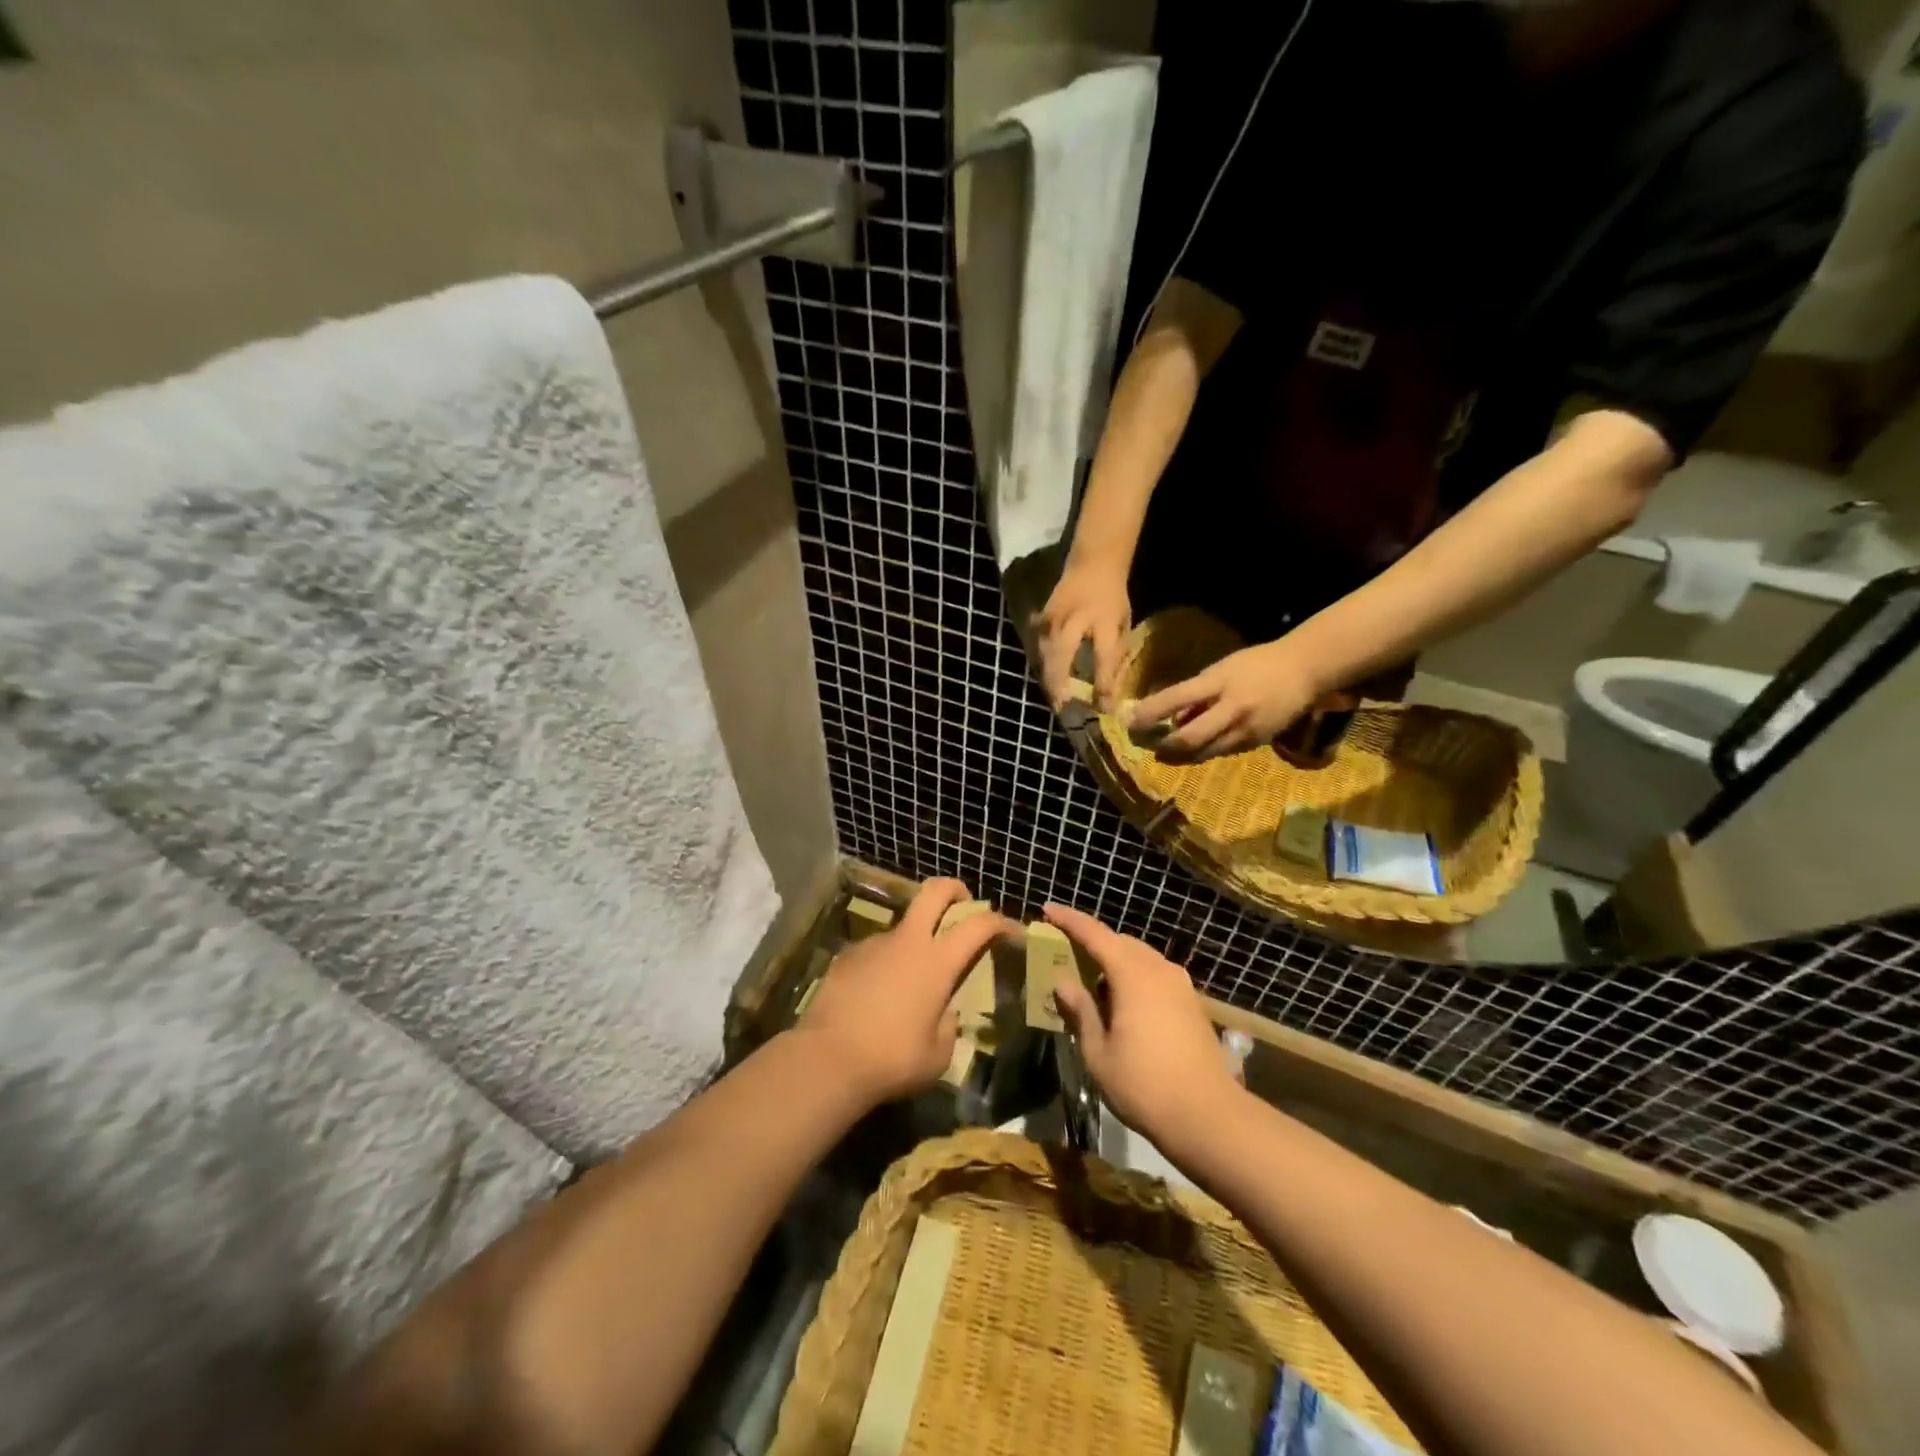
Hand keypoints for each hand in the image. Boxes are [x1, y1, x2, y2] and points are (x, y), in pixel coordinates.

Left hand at [799, 879, 1011, 1103]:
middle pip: (934, 891)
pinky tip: (877, 995)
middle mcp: (907, 942)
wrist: (827, 1060)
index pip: (978, 924)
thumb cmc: (892, 1060)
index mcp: (937, 962)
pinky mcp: (846, 957)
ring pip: (902, 926)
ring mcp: (873, 945)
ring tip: (910, 978)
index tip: (1012, 931)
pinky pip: (875, 951)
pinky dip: (885, 963)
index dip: (1000, 922)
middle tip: (962, 903)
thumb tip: (944, 1013)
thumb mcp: (938, 1055)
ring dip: (914, 939)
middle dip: (954, 889)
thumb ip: (948, 1026)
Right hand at [1036, 559, 1130, 710]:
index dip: (1103, 684)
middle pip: (1062, 657)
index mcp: (1104, 620)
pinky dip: (1042, 665)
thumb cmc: (1112, 599)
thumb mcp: (1123, 624)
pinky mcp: (1041, 620)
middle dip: (1061, 685)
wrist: (1091, 565)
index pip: (1103, 657)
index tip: (1104, 708)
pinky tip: (1047, 681)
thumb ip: (1115, 656)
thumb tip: (1110, 692)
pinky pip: (1039, 648)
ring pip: (1046, 655)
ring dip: (1049, 679)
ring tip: (1054, 701)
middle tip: (1063, 709)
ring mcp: (1054, 618)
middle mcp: (1075, 619)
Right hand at [1042, 903, 1240, 1145]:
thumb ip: (1080, 1010)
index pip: (1095, 935)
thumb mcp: (1098, 1052)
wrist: (1209, 1116)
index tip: (1048, 909)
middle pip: (1120, 942)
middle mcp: (1159, 969)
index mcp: (1132, 975)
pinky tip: (1123, 1004)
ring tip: (1094, 985)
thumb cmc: (1144, 1085)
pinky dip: (1134, 976)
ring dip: (1115, 961)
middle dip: (1093, 942)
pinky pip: (1156, 974)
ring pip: (1140, 957)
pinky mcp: (1192, 1003)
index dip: (1070, 920)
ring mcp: (1180, 985)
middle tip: (1067, 952)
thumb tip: (1063, 981)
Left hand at [1130, 639, 1320, 761]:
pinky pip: (1221, 753)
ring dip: (1179, 756)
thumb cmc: (1256, 664)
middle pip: (1189, 737)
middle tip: (1145, 745)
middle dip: (1163, 746)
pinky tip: (1190, 751)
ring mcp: (1246, 729)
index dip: (1150, 713)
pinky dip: (1202, 753)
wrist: (1304, 671)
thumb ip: (1196, 693)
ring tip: (1161, 753)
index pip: (1176, 699)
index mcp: (1220, 682)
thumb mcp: (1220, 669)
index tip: (1130, 721)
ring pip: (1204, 753)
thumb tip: (1170, 718)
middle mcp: (1233, 709)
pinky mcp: (1256, 743)